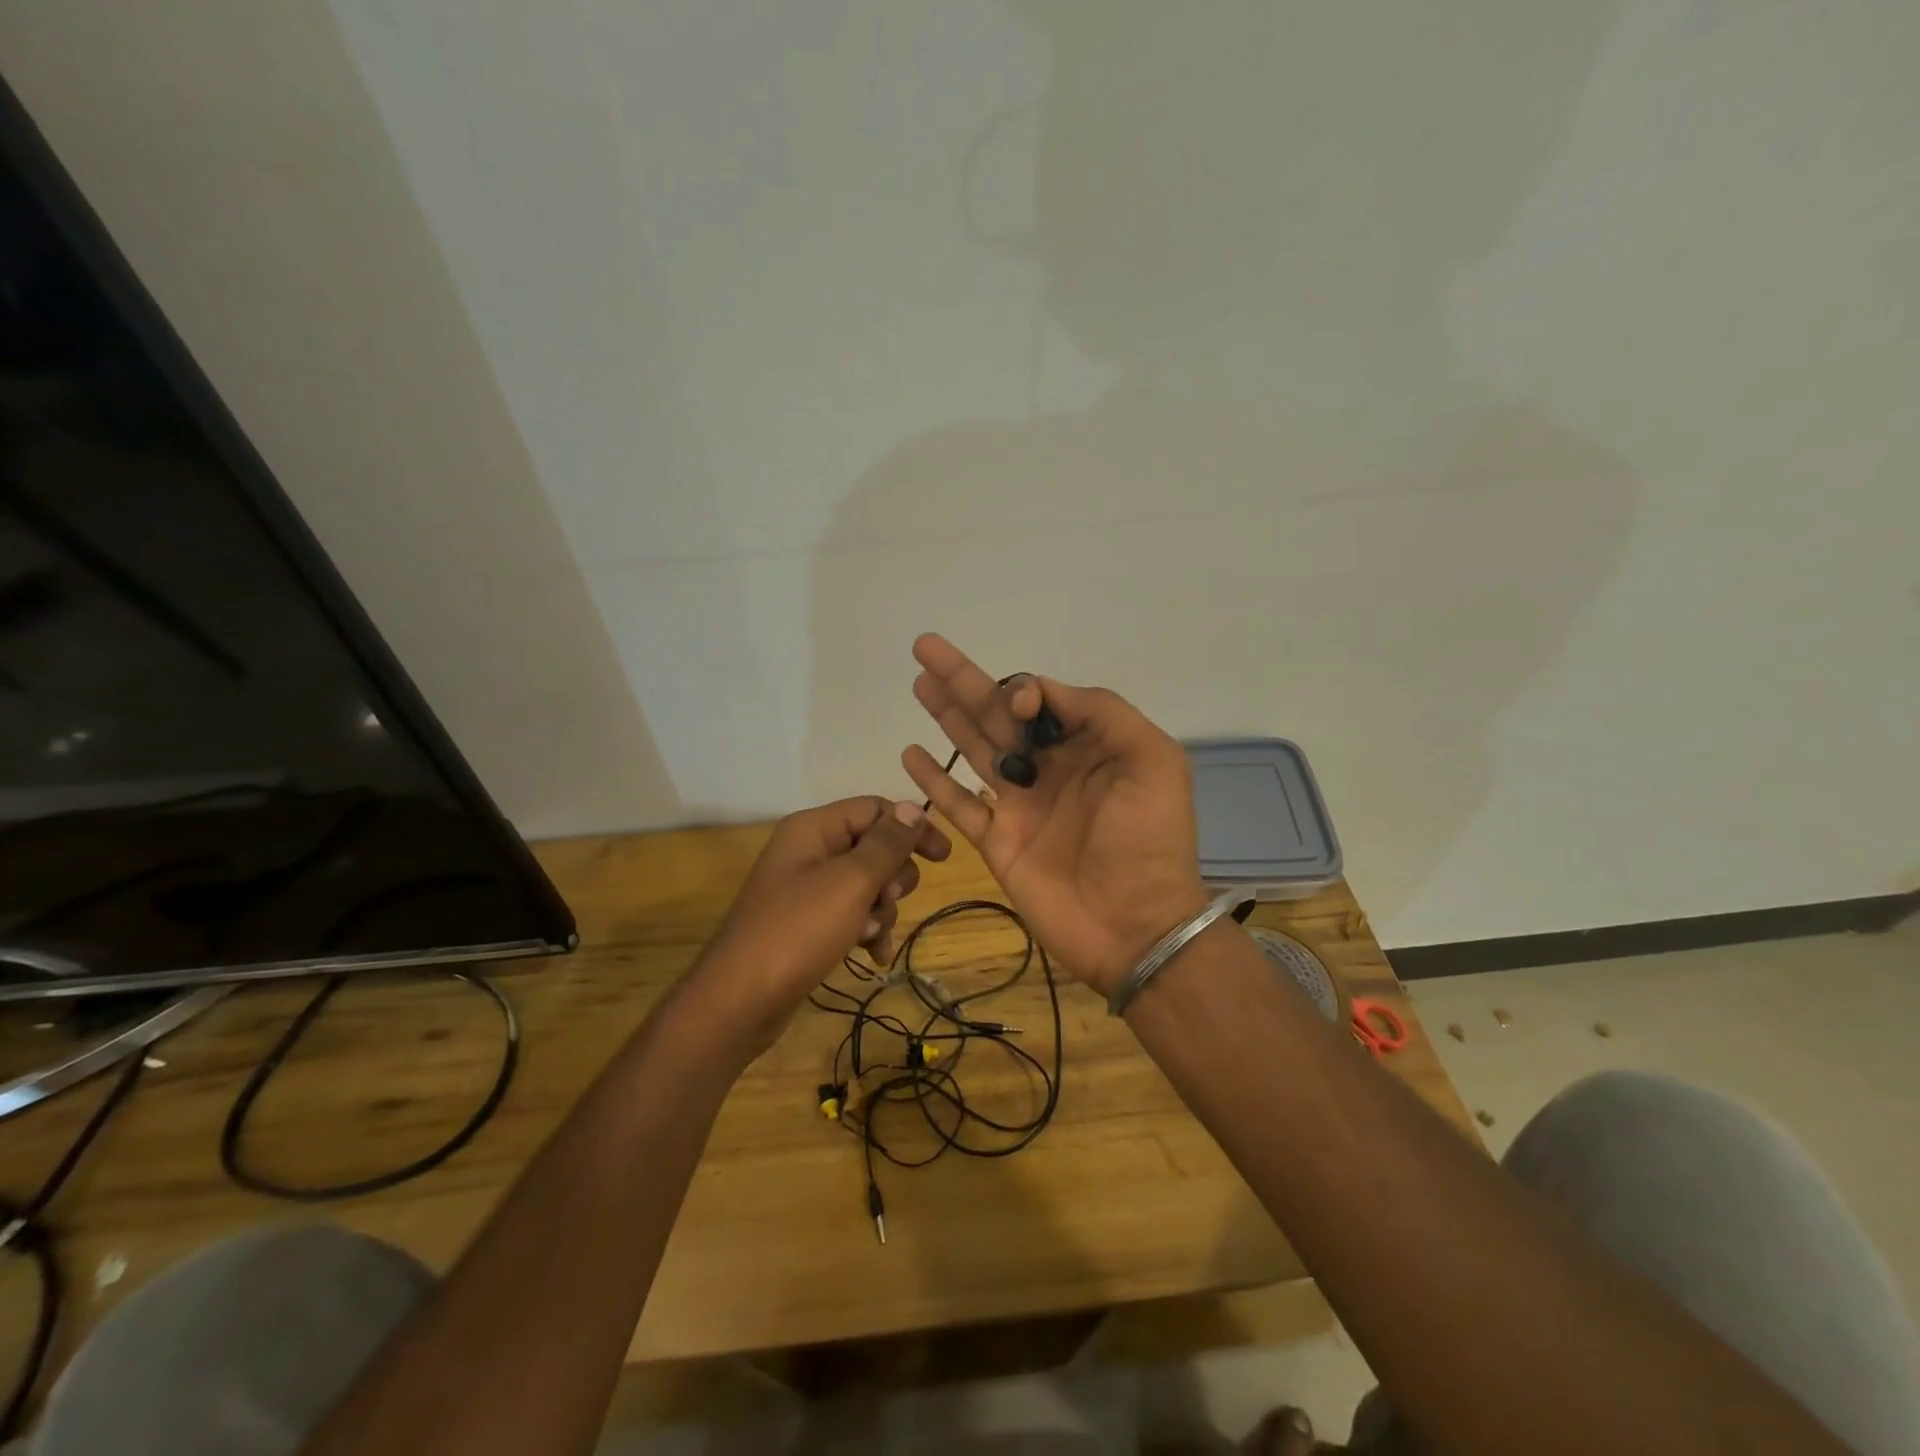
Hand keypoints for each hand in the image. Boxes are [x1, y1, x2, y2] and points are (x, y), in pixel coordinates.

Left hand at [688, 797, 950, 1053]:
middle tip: (886, 899)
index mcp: (814, 828)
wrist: (740, 1001)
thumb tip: (912, 809)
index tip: (943, 857)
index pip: (875, 809)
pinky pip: (852, 914)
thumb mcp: (851, 882)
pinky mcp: (808, 922)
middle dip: (892, 876)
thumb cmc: (798, 931)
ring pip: (867, 884)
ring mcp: (807, 888)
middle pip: (874, 846)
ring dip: (881, 909)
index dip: (911, 828)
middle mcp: (810, 851)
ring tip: (869, 936)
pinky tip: (874, 957)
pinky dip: (867, 931)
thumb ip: (886, 844)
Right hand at [901, 633, 1208, 996]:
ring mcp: (1020, 805)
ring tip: (919, 683)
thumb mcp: (1152, 761)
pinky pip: (958, 805)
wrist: (1136, 926)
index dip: (1022, 690)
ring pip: (974, 750)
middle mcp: (1050, 769)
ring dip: (946, 716)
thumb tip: (1042, 690)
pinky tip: (910, 754)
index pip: (1042, 701)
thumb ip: (1102, 713)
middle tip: (926, 647)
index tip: (1019, 704)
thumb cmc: (1150, 841)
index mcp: (1087, 747)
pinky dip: (933, 781)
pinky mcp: (997, 842)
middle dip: (964, 681)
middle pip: (997, 716)